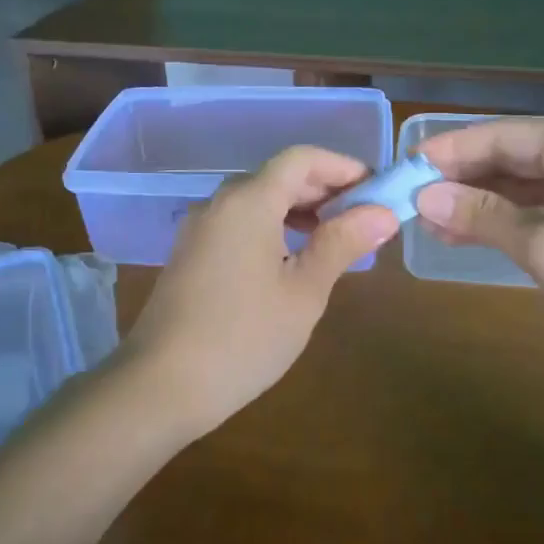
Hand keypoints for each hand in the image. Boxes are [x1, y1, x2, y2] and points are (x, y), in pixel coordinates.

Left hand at [122, 145, 399, 434]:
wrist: (161, 384)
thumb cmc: (244, 338)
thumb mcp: (304, 292)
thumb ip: (342, 244)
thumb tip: (382, 212)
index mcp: (248, 202)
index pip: (301, 158)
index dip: (342, 166)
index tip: (375, 189)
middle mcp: (219, 203)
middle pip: (277, 176)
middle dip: (323, 188)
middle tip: (363, 217)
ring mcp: (199, 228)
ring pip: (256, 200)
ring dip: (297, 208)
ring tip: (333, 237)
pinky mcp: (189, 253)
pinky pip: (237, 223)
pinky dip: (270, 226)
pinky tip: (290, 257)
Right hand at [414, 119, 543, 378]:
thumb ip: (481, 216)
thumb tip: (423, 196)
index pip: (500, 136)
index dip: (450, 150)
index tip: (406, 167)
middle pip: (508, 158)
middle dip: (459, 178)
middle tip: (410, 199)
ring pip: (519, 187)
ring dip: (475, 202)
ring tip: (428, 221)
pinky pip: (536, 210)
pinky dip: (501, 221)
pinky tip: (465, 234)